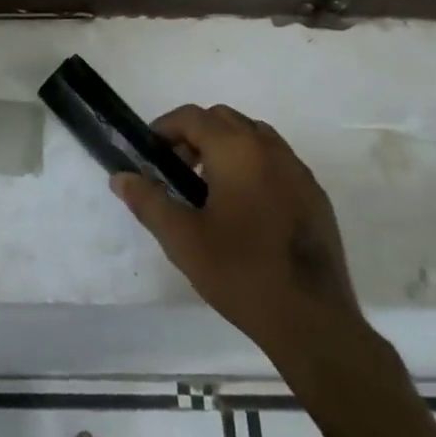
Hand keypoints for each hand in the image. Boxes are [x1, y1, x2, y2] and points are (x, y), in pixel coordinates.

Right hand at [113, 105, 368, 365]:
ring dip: (225, 146)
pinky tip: (245, 207)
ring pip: (253, 136)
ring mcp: (298, 169)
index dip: (165, 128)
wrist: (311, 320)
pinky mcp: (315, 194)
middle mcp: (270, 148)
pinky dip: (253, 164)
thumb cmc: (240, 272)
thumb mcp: (182, 239)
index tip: (150, 154)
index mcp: (236, 150)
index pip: (193, 117)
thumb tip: (120, 177)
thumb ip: (148, 201)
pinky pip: (277, 160)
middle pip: (224, 119)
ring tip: (209, 187)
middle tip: (177, 170)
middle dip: (195, 134)